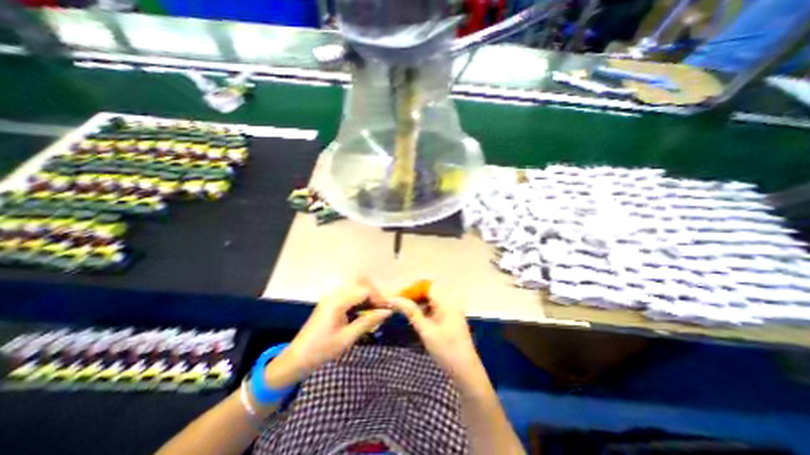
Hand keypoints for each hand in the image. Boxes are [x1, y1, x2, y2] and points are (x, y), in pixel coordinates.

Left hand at [266, 279, 392, 388]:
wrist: (296, 359)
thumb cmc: (322, 350)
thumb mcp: (347, 338)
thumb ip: (368, 322)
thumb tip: (387, 312)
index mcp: (338, 301)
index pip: (365, 290)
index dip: (379, 298)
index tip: (387, 310)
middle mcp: (335, 294)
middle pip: (361, 284)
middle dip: (375, 295)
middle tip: (382, 310)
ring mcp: (332, 297)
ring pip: (357, 289)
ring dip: (368, 297)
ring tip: (375, 312)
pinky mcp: (332, 302)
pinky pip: (350, 296)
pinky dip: (360, 301)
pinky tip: (364, 313)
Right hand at [387, 294, 482, 390]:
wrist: (466, 372)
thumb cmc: (447, 351)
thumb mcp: (426, 331)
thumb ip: (411, 312)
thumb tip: (394, 299)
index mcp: (446, 302)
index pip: (426, 286)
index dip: (411, 289)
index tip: (397, 297)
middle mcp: (449, 302)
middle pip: (428, 291)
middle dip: (412, 295)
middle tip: (397, 304)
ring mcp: (450, 310)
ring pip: (430, 299)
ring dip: (416, 303)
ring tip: (402, 310)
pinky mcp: (448, 318)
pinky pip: (433, 308)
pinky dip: (423, 310)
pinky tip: (414, 317)